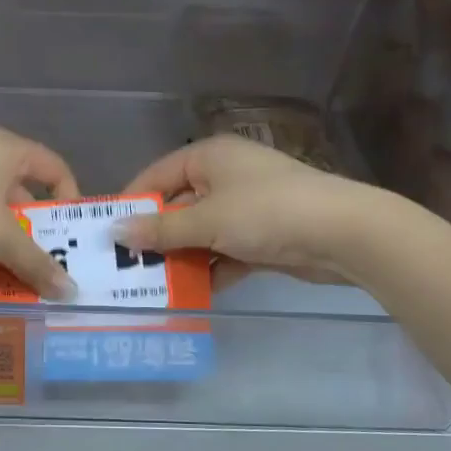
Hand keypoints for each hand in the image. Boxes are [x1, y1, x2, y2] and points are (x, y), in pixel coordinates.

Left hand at [0, 128, 76, 297]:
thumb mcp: (2, 239)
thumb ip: (38, 264)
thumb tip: (70, 292)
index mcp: (9, 149)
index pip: (55, 168)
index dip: (69, 200)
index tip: (71, 235)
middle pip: (25, 190)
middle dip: (37, 228)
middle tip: (47, 260)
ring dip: (9, 239)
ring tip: (17, 271)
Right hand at [117, 135, 366, 284]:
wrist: (343, 233)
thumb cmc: (266, 213)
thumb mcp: (206, 221)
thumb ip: (160, 229)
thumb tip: (114, 232)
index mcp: (209, 157)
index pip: (156, 176)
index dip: (132, 204)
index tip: (107, 235)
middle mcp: (225, 176)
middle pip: (178, 206)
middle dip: (156, 238)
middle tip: (126, 268)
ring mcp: (246, 206)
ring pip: (201, 233)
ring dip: (182, 258)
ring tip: (152, 286)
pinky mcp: (263, 235)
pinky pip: (225, 251)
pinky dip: (212, 269)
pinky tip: (192, 293)